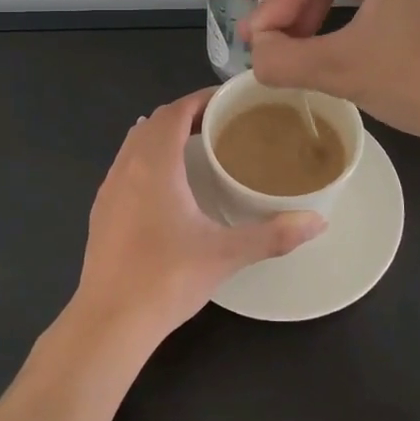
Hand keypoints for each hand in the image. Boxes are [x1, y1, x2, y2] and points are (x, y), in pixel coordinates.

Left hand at [75, 88, 325, 340]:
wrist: (109, 321)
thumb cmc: (166, 278)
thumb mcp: (225, 254)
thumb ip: (273, 234)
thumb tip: (318, 221)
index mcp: (155, 164)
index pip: (176, 112)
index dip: (201, 99)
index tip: (230, 101)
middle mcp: (127, 167)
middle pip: (154, 122)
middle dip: (186, 115)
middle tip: (221, 124)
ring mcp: (109, 189)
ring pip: (135, 143)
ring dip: (163, 135)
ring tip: (197, 148)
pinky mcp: (101, 211)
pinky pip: (125, 165)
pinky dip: (147, 158)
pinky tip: (166, 185)